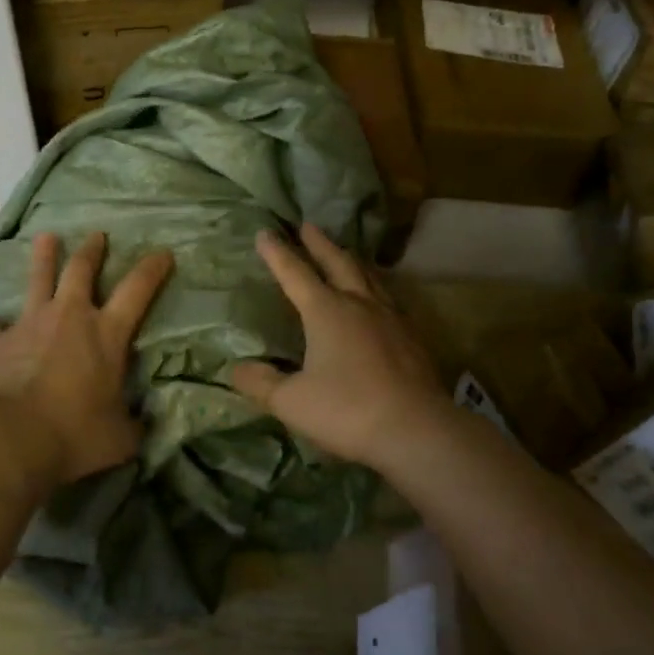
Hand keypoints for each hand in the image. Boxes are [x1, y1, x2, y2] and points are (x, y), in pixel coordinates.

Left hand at [0, 231, 173, 487]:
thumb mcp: (120, 437)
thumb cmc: (74, 434)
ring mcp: (29, 325)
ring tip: (45, 237)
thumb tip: (141, 425)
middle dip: (92, 251)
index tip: (162, 253)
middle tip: (96, 235)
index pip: (138, 290)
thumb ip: (132, 425)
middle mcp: (69, 317)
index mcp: (106, 334)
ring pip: (37, 280)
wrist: (11, 439)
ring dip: (43, 257)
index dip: (152, 269)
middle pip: (81, 271)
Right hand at [230, 223, 447, 468]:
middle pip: (338, 262)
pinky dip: (375, 287)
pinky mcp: (411, 336)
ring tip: (344, 253)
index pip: (295, 274)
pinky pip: (388, 298)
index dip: (278, 254)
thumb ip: (261, 383)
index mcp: (326, 311)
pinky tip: (377, 299)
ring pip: (368, 277)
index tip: (265, 232)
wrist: (416, 429)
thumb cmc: (347, 410)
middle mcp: (358, 304)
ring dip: (350, 260)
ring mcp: (390, 317)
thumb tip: (237, 368)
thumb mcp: (292, 402)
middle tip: (308, 225)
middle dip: (319, 243)